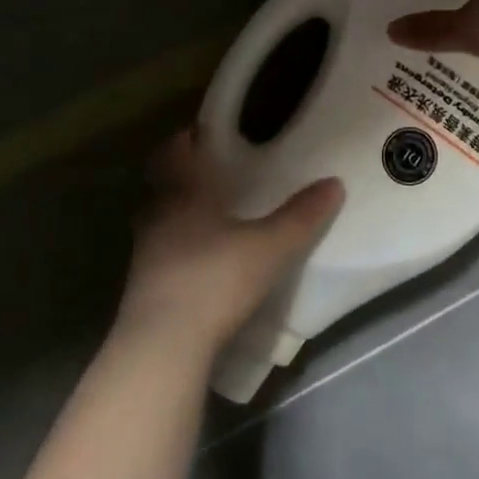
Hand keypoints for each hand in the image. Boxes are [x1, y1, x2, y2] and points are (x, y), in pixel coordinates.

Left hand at [118, 128, 344, 358]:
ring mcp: (145, 252)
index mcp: (182, 194)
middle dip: (184, 176)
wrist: (164, 345)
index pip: (175, 152)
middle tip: (213, 174)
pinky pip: (161, 252)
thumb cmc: (216, 278)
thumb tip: (334, 183)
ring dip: (180, 213)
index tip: (204, 133)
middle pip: (163, 184)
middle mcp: (157, 215)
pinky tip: (202, 260)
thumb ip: (301, 216)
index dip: (187, 139)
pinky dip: (179, 247)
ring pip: (160, 219)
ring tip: (211, 217)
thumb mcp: (270, 247)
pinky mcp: (143, 286)